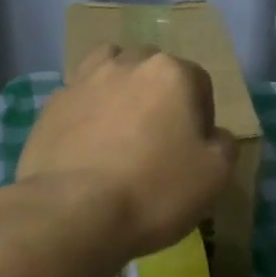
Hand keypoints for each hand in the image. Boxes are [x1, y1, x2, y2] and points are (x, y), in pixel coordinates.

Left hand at [18, 45, 236, 263]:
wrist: (72, 212)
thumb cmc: (154, 190)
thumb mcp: (215, 175)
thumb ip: (224, 144)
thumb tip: (214, 135)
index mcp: (171, 73)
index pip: (199, 82)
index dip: (202, 115)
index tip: (193, 149)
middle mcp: (127, 64)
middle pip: (153, 68)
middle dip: (160, 94)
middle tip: (158, 137)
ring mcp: (84, 80)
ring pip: (110, 70)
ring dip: (120, 89)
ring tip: (119, 127)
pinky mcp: (52, 104)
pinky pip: (78, 98)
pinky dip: (86, 112)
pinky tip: (86, 144)